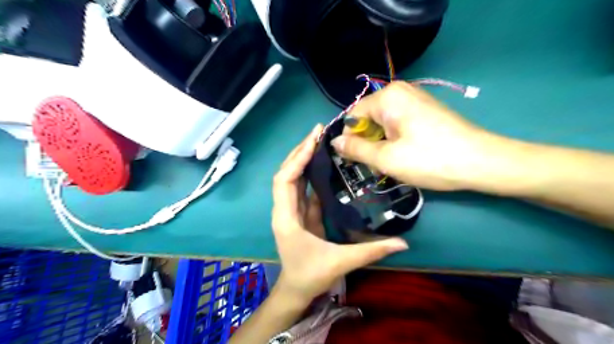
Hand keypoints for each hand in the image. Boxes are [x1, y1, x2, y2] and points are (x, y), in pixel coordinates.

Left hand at [272, 124, 406, 303]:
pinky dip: (309, 173)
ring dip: (303, 159)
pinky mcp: (300, 213)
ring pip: (293, 179)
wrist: (295, 290)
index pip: (285, 180)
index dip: (297, 159)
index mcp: (287, 218)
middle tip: (318, 132)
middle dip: (300, 151)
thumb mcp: (341, 262)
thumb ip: (372, 251)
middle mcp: (284, 209)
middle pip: (286, 173)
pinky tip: (322, 164)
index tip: (313, 140)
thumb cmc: (311, 276)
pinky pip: (303, 188)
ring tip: (319, 141)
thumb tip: (403, 243)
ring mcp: (291, 210)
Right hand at [331, 82, 502, 191]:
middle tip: (376, 165)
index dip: (350, 138)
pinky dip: (394, 139)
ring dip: (381, 143)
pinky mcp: (425, 110)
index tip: (354, 160)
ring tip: (391, 162)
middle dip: (367, 142)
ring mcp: (415, 99)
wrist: (481, 162)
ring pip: (382, 122)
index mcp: (387, 97)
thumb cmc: (429, 160)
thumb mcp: (386, 158)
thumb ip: (356, 149)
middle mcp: (400, 91)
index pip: (353, 115)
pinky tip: (404, 155)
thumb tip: (335, 142)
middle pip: (368, 118)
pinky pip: (397, 123)